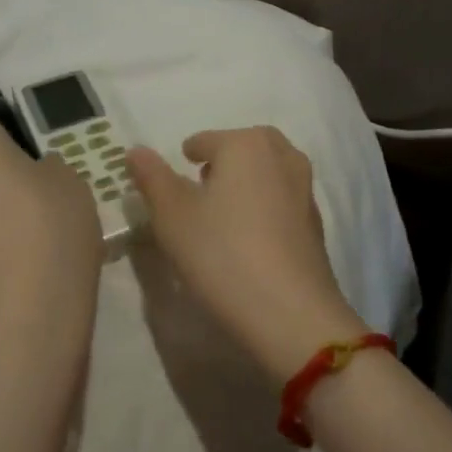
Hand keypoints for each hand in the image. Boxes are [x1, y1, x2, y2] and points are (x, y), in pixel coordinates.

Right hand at [128, 126, 366, 382]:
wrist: (290, 311)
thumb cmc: (222, 253)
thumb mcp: (172, 216)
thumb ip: (153, 178)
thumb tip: (136, 150)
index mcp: (246, 144)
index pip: (205, 141)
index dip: (185, 158)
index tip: (173, 184)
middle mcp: (282, 155)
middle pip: (243, 149)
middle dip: (221, 163)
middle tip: (199, 191)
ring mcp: (305, 188)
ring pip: (267, 173)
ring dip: (245, 184)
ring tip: (222, 216)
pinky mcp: (315, 222)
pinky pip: (281, 201)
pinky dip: (264, 208)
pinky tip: (249, 239)